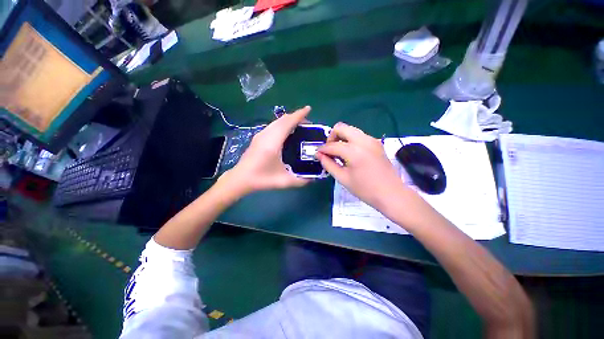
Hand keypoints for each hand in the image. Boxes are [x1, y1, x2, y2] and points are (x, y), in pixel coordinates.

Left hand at [222, 106, 311, 194]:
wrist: (240, 179)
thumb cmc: (261, 179)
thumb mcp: (284, 182)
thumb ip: (301, 181)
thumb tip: (314, 178)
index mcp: (272, 143)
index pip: (287, 123)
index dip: (299, 115)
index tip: (309, 109)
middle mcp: (266, 135)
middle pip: (282, 119)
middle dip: (296, 117)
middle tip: (308, 123)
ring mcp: (260, 135)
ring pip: (277, 121)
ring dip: (288, 120)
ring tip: (299, 127)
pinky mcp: (258, 137)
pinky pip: (273, 125)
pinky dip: (282, 124)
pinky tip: (287, 132)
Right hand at [317, 122, 404, 209]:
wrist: (391, 194)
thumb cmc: (365, 189)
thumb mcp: (343, 178)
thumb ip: (328, 164)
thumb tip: (319, 155)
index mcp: (354, 151)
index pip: (332, 145)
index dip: (322, 149)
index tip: (318, 154)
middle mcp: (363, 140)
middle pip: (341, 127)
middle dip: (332, 137)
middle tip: (330, 151)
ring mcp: (372, 140)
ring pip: (351, 130)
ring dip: (341, 138)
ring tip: (339, 153)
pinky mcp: (376, 143)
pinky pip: (359, 135)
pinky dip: (350, 141)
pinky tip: (350, 154)